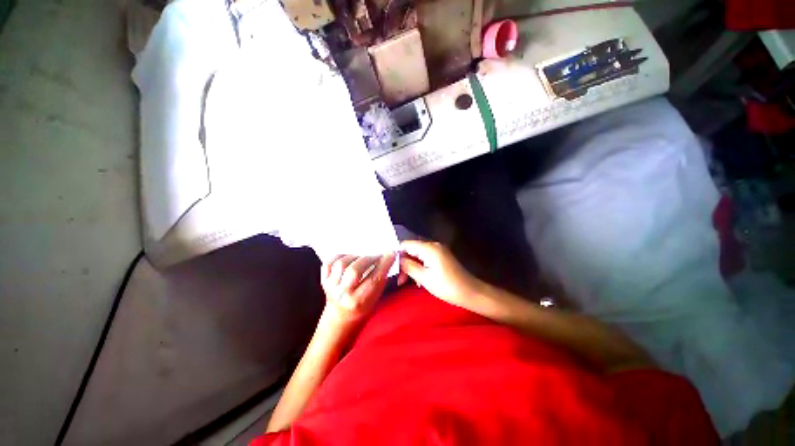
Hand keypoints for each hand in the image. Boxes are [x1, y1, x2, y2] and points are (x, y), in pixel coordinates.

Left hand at [321, 253, 395, 325]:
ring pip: (341, 264)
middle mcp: (343, 295)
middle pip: (355, 270)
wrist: (340, 316)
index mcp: (359, 301)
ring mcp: (331, 287)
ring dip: (355, 257)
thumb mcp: (376, 297)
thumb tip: (387, 257)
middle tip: (377, 255)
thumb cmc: (363, 306)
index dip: (384, 264)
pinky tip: (349, 258)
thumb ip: (381, 279)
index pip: (374, 279)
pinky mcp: (323, 279)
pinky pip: (329, 262)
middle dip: (370, 258)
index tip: (391, 254)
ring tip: (363, 257)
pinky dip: (340, 256)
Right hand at [398, 241, 483, 311]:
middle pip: (412, 249)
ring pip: (418, 254)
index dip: (397, 254)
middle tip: (400, 280)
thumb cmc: (446, 286)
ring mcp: (439, 250)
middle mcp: (433, 245)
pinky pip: (426, 258)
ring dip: (411, 266)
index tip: (392, 268)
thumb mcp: (424, 277)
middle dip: (404, 262)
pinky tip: (418, 279)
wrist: (470, 292)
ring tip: (407, 281)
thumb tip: (397, 259)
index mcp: (429, 248)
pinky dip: (420, 266)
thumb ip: (408, 266)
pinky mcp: (442, 256)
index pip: (406, 244)